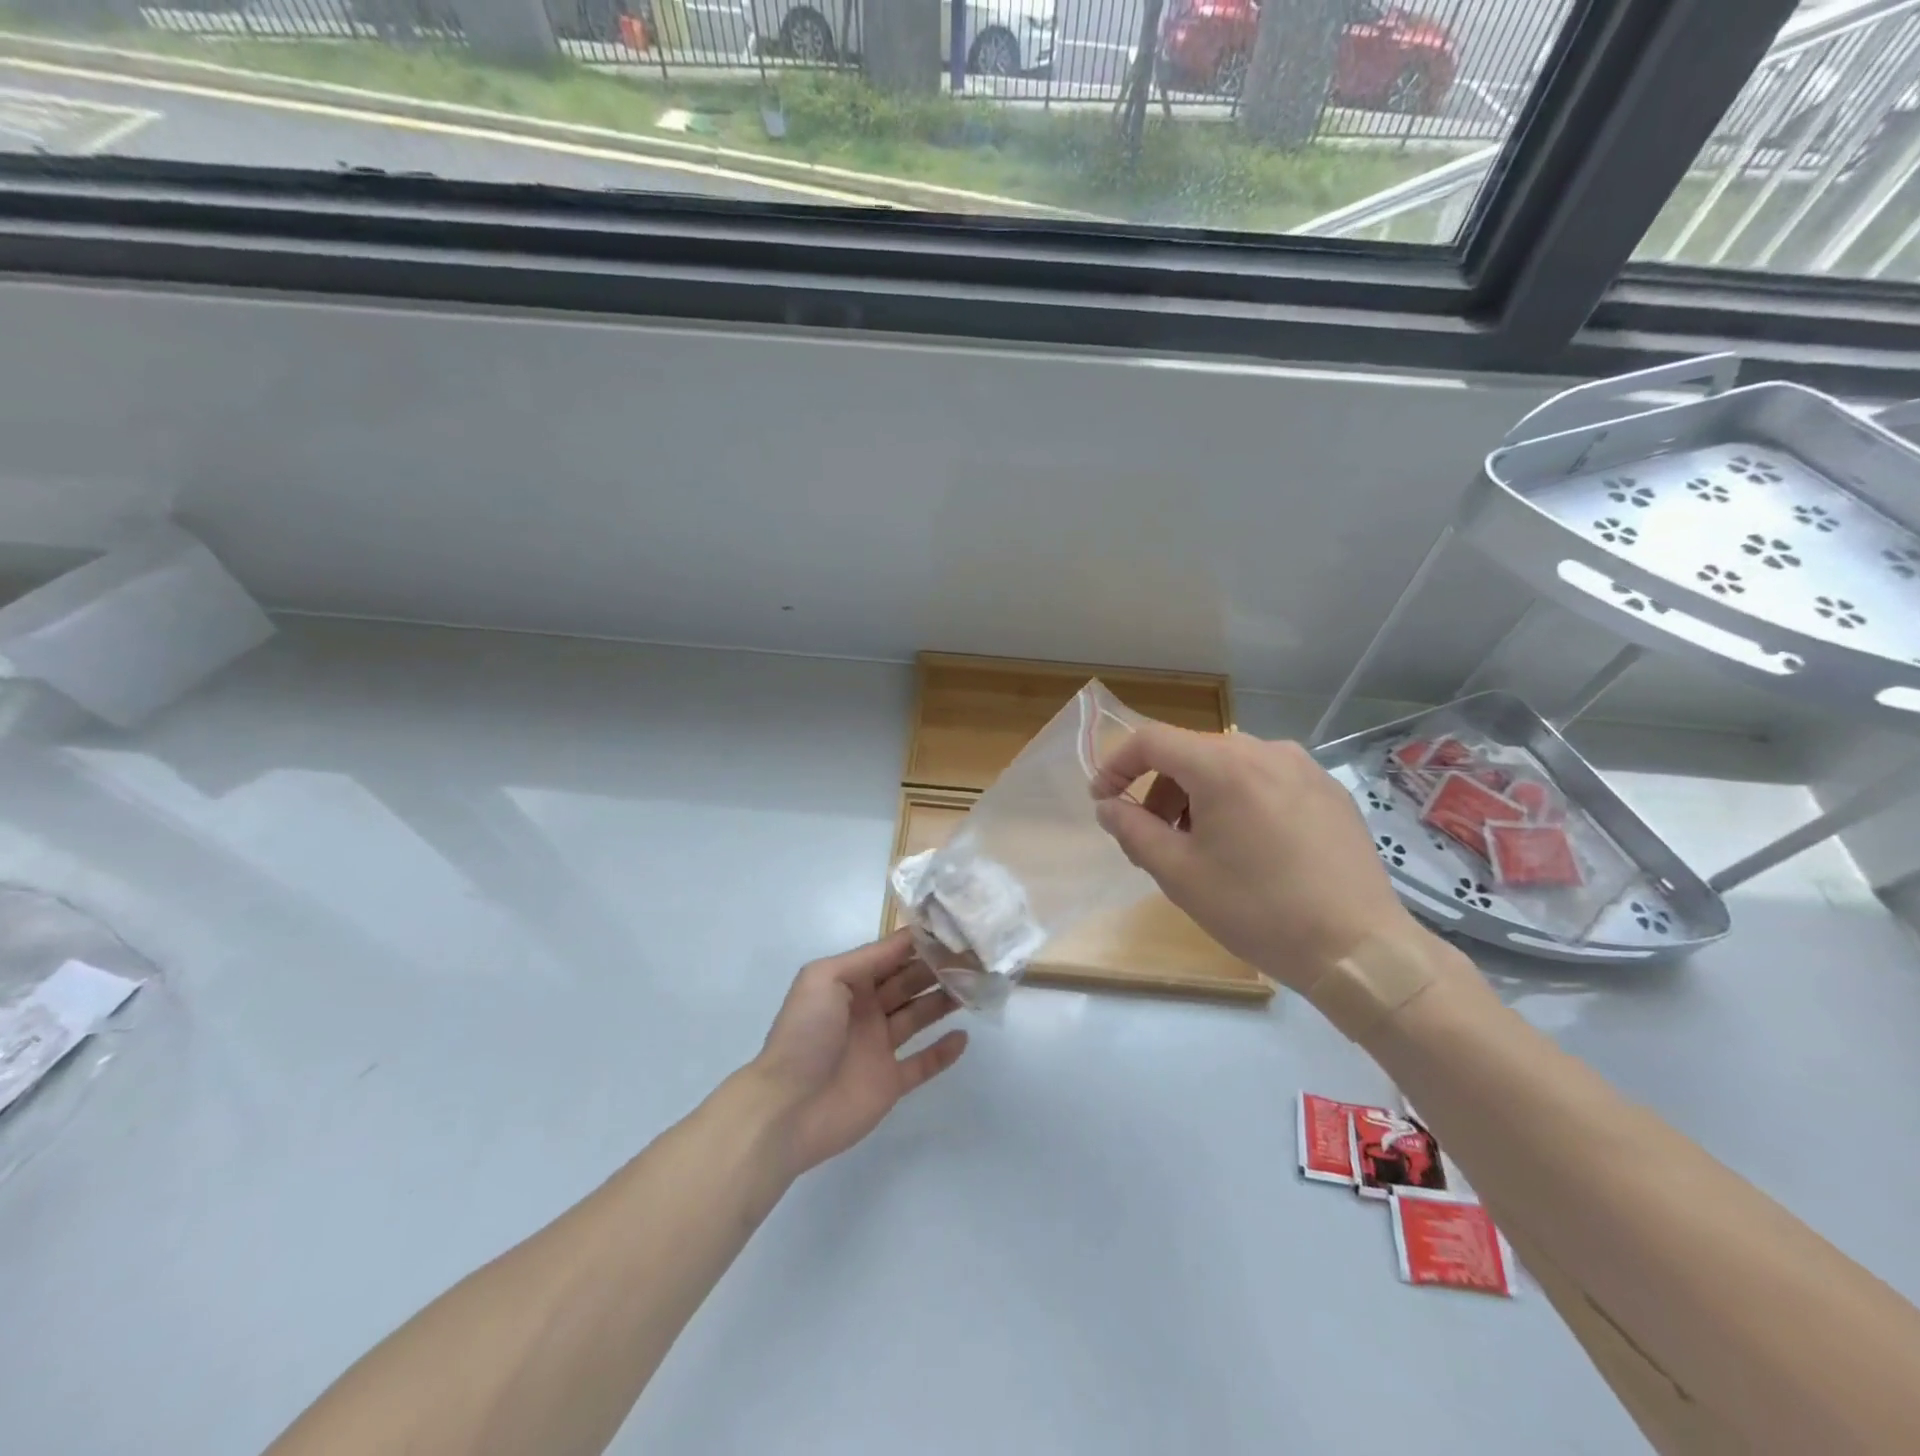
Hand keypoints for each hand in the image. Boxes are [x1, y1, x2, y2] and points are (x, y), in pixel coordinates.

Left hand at [753, 930, 967, 1176]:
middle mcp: (866, 1010)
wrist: (787, 1108)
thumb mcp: (824, 978)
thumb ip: (867, 957)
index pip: (891, 956)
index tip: (953, 932)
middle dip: (937, 969)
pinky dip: (943, 1052)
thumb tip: (907, 939)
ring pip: (919, 1016)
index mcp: (849, 983)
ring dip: (944, 1002)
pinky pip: (922, 1063)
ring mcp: (878, 1047)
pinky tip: (963, 1038)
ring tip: (976, 988)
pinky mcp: (889, 1082)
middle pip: (909, 983)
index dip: (919, 944)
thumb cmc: (805, 1033)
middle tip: (974, 958)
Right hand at [1090, 726, 1421, 991]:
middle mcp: (1265, 750)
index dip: (1117, 765)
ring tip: (1200, 848)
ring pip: (1228, 767)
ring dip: (1198, 797)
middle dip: (1159, 790)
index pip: (1151, 741)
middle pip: (1191, 753)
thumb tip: (1108, 806)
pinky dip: (1237, 802)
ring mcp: (1303, 767)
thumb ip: (1132, 830)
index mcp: (1224, 765)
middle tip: (1151, 838)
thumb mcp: (1179, 874)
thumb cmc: (1258, 909)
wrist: (1360, 949)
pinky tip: (1248, 849)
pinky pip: (1265, 781)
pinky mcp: (1328, 791)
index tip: (1102, 800)